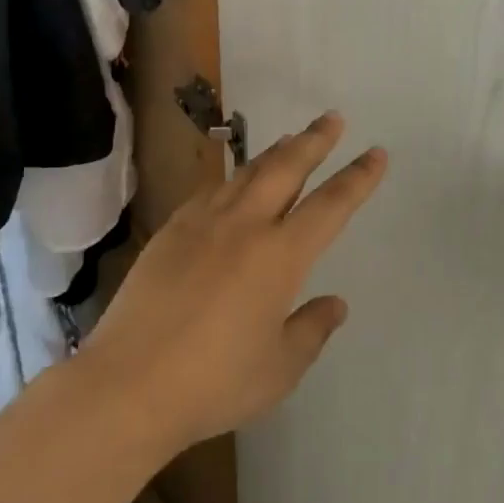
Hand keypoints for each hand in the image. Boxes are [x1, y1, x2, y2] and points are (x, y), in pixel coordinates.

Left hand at [83, 112, 387, 458]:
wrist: (127, 385)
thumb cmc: (213, 382)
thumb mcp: (279, 369)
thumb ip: (311, 331)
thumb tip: (334, 304)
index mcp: (280, 256)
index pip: (331, 205)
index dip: (357, 178)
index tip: (376, 152)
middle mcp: (245, 226)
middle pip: (287, 168)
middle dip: (314, 140)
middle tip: (332, 118)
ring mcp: (203, 223)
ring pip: (247, 172)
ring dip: (274, 152)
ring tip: (290, 138)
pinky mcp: (171, 231)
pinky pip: (211, 191)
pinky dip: (233, 178)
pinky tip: (234, 181)